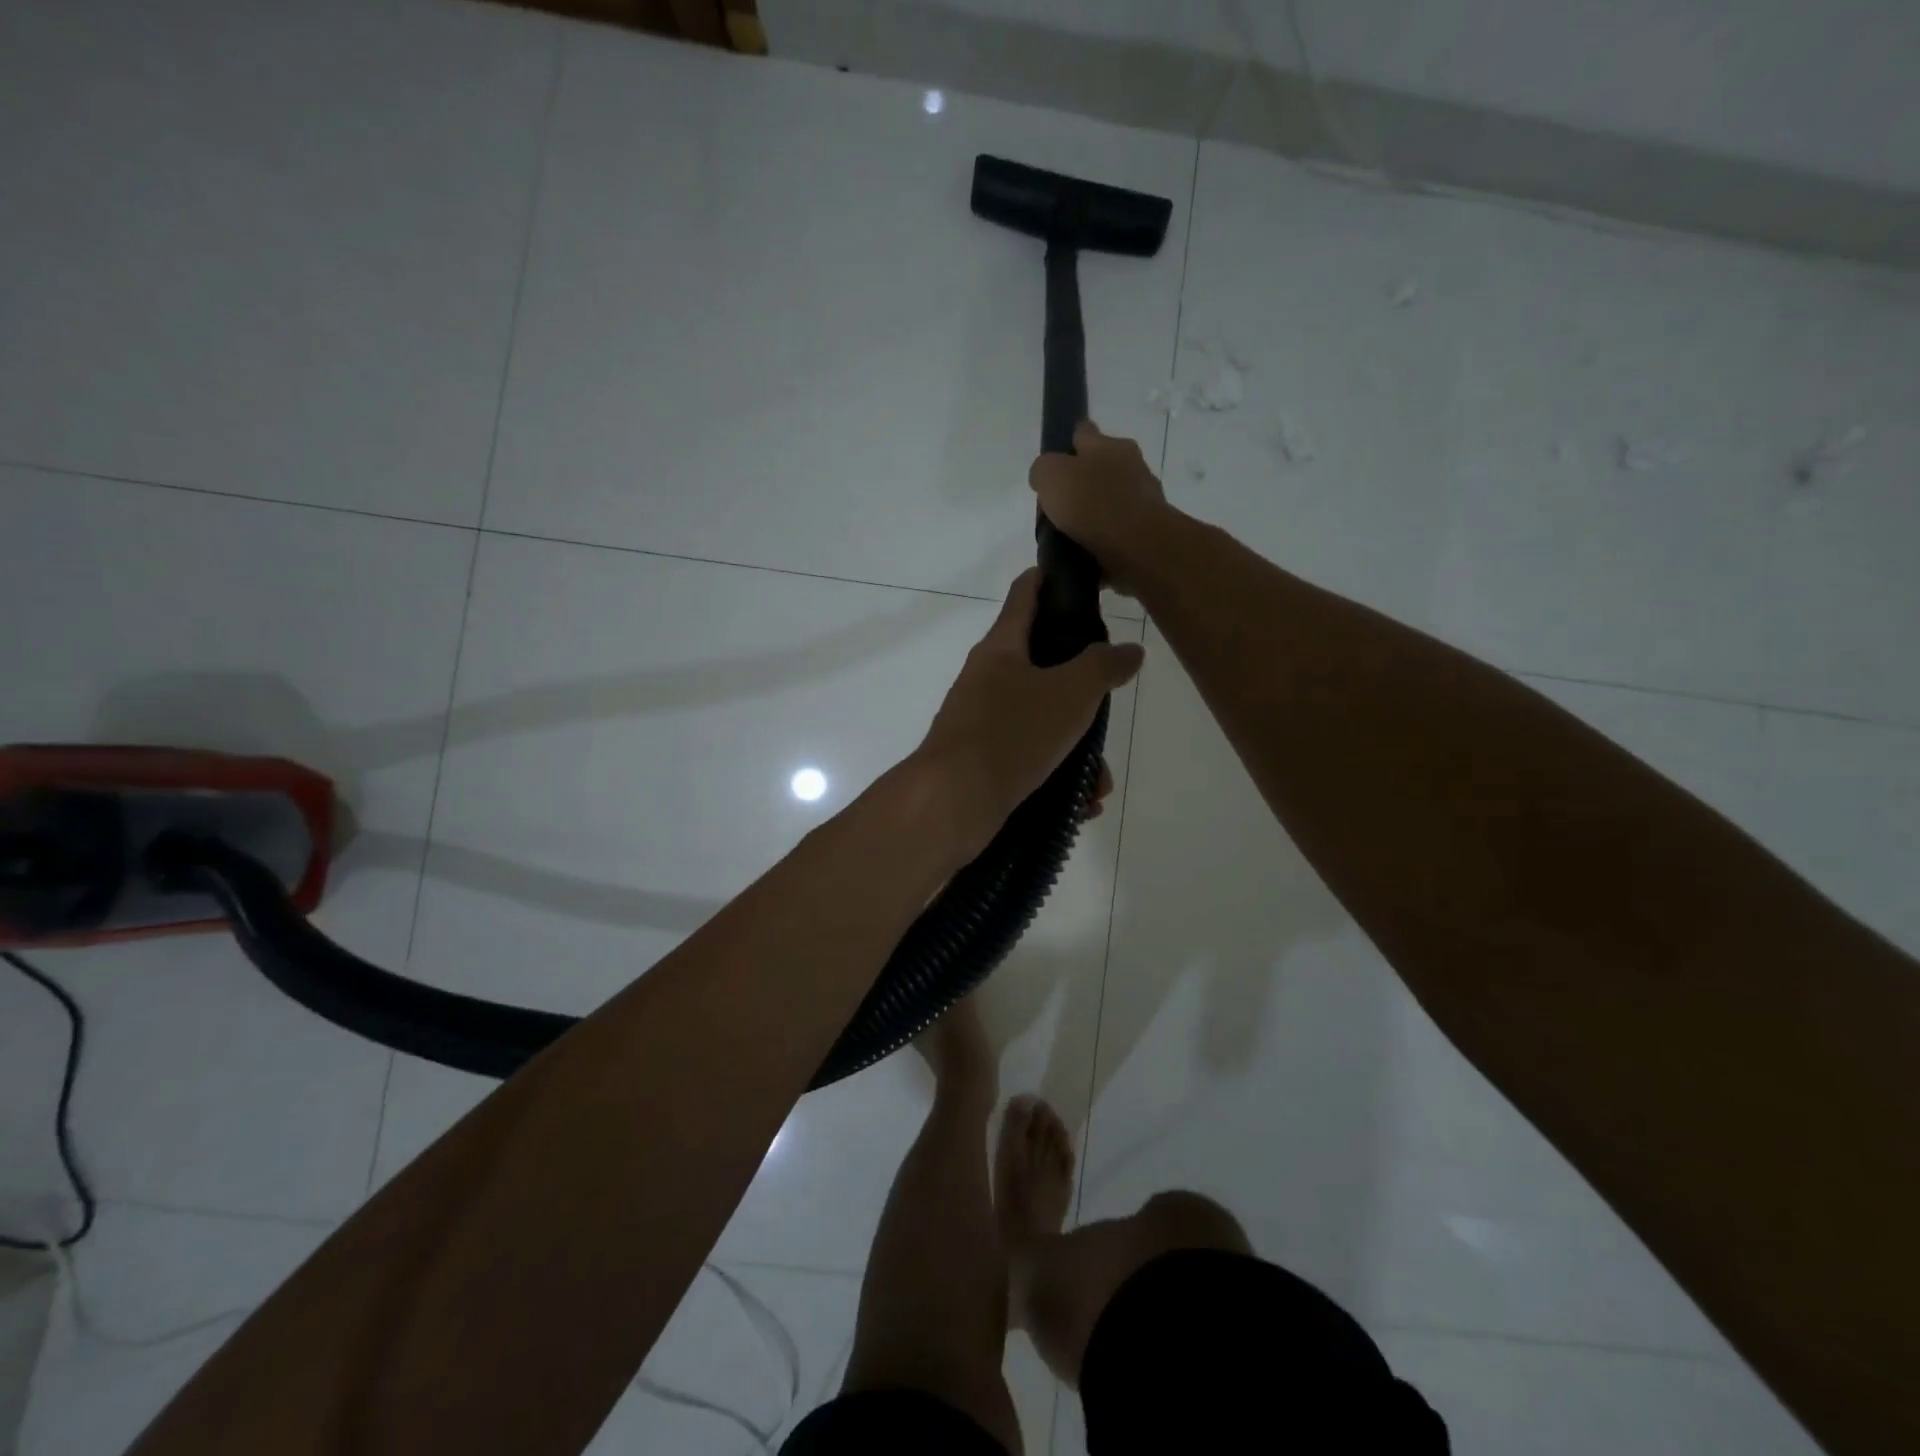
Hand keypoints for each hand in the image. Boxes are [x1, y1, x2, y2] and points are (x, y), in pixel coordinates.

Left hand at [916, 569, 1143, 853]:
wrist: (952, 802)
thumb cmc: (1012, 733)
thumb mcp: (1070, 693)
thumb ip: (1103, 666)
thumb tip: (1129, 650)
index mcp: (1001, 647)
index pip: (1026, 593)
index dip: (1053, 578)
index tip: (1084, 580)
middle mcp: (986, 679)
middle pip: (1041, 664)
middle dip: (1081, 688)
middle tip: (1108, 704)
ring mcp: (980, 721)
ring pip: (1041, 721)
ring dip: (1076, 748)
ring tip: (1099, 781)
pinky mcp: (982, 761)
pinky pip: (1029, 759)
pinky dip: (1057, 777)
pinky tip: (1081, 803)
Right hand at [1028, 421, 1168, 594]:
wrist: (1137, 546)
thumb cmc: (1091, 503)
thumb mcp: (1050, 475)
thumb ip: (1043, 470)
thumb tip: (1045, 478)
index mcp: (1108, 445)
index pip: (1084, 432)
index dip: (1067, 443)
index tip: (1054, 462)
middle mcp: (1131, 465)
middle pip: (1100, 468)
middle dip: (1082, 483)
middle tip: (1058, 506)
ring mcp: (1143, 499)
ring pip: (1111, 501)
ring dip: (1094, 514)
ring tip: (1069, 536)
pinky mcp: (1147, 531)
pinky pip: (1118, 530)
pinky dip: (1104, 539)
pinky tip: (1087, 552)